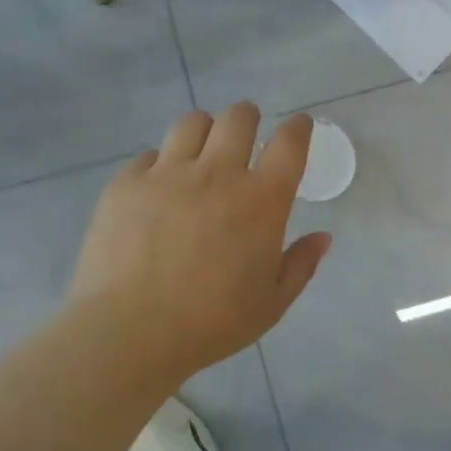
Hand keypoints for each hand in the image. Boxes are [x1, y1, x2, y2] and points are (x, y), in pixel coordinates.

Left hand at [66, 105, 330, 380]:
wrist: (129, 332)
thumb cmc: (211, 323)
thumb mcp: (271, 304)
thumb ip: (301, 265)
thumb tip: (323, 237)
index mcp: (261, 201)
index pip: (289, 143)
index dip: (298, 127)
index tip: (298, 126)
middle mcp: (217, 174)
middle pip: (238, 117)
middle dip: (248, 117)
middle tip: (246, 133)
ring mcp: (168, 174)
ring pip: (192, 123)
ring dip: (205, 130)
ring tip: (201, 151)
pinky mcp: (127, 183)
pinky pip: (149, 155)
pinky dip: (161, 163)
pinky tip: (159, 187)